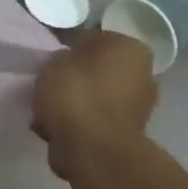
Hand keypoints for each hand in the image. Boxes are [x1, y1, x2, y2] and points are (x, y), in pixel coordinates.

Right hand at [31, 32, 158, 180]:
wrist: (93, 150)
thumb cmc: (76, 95)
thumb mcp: (54, 62)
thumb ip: (60, 58)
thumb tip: (66, 64)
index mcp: (129, 48)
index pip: (93, 38)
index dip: (67, 47)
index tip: (48, 59)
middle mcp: (142, 74)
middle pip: (97, 70)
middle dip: (74, 77)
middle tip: (46, 84)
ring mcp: (137, 107)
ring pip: (94, 97)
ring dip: (74, 103)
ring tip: (45, 111)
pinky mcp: (126, 134)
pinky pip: (93, 121)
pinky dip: (77, 124)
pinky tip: (53, 129)